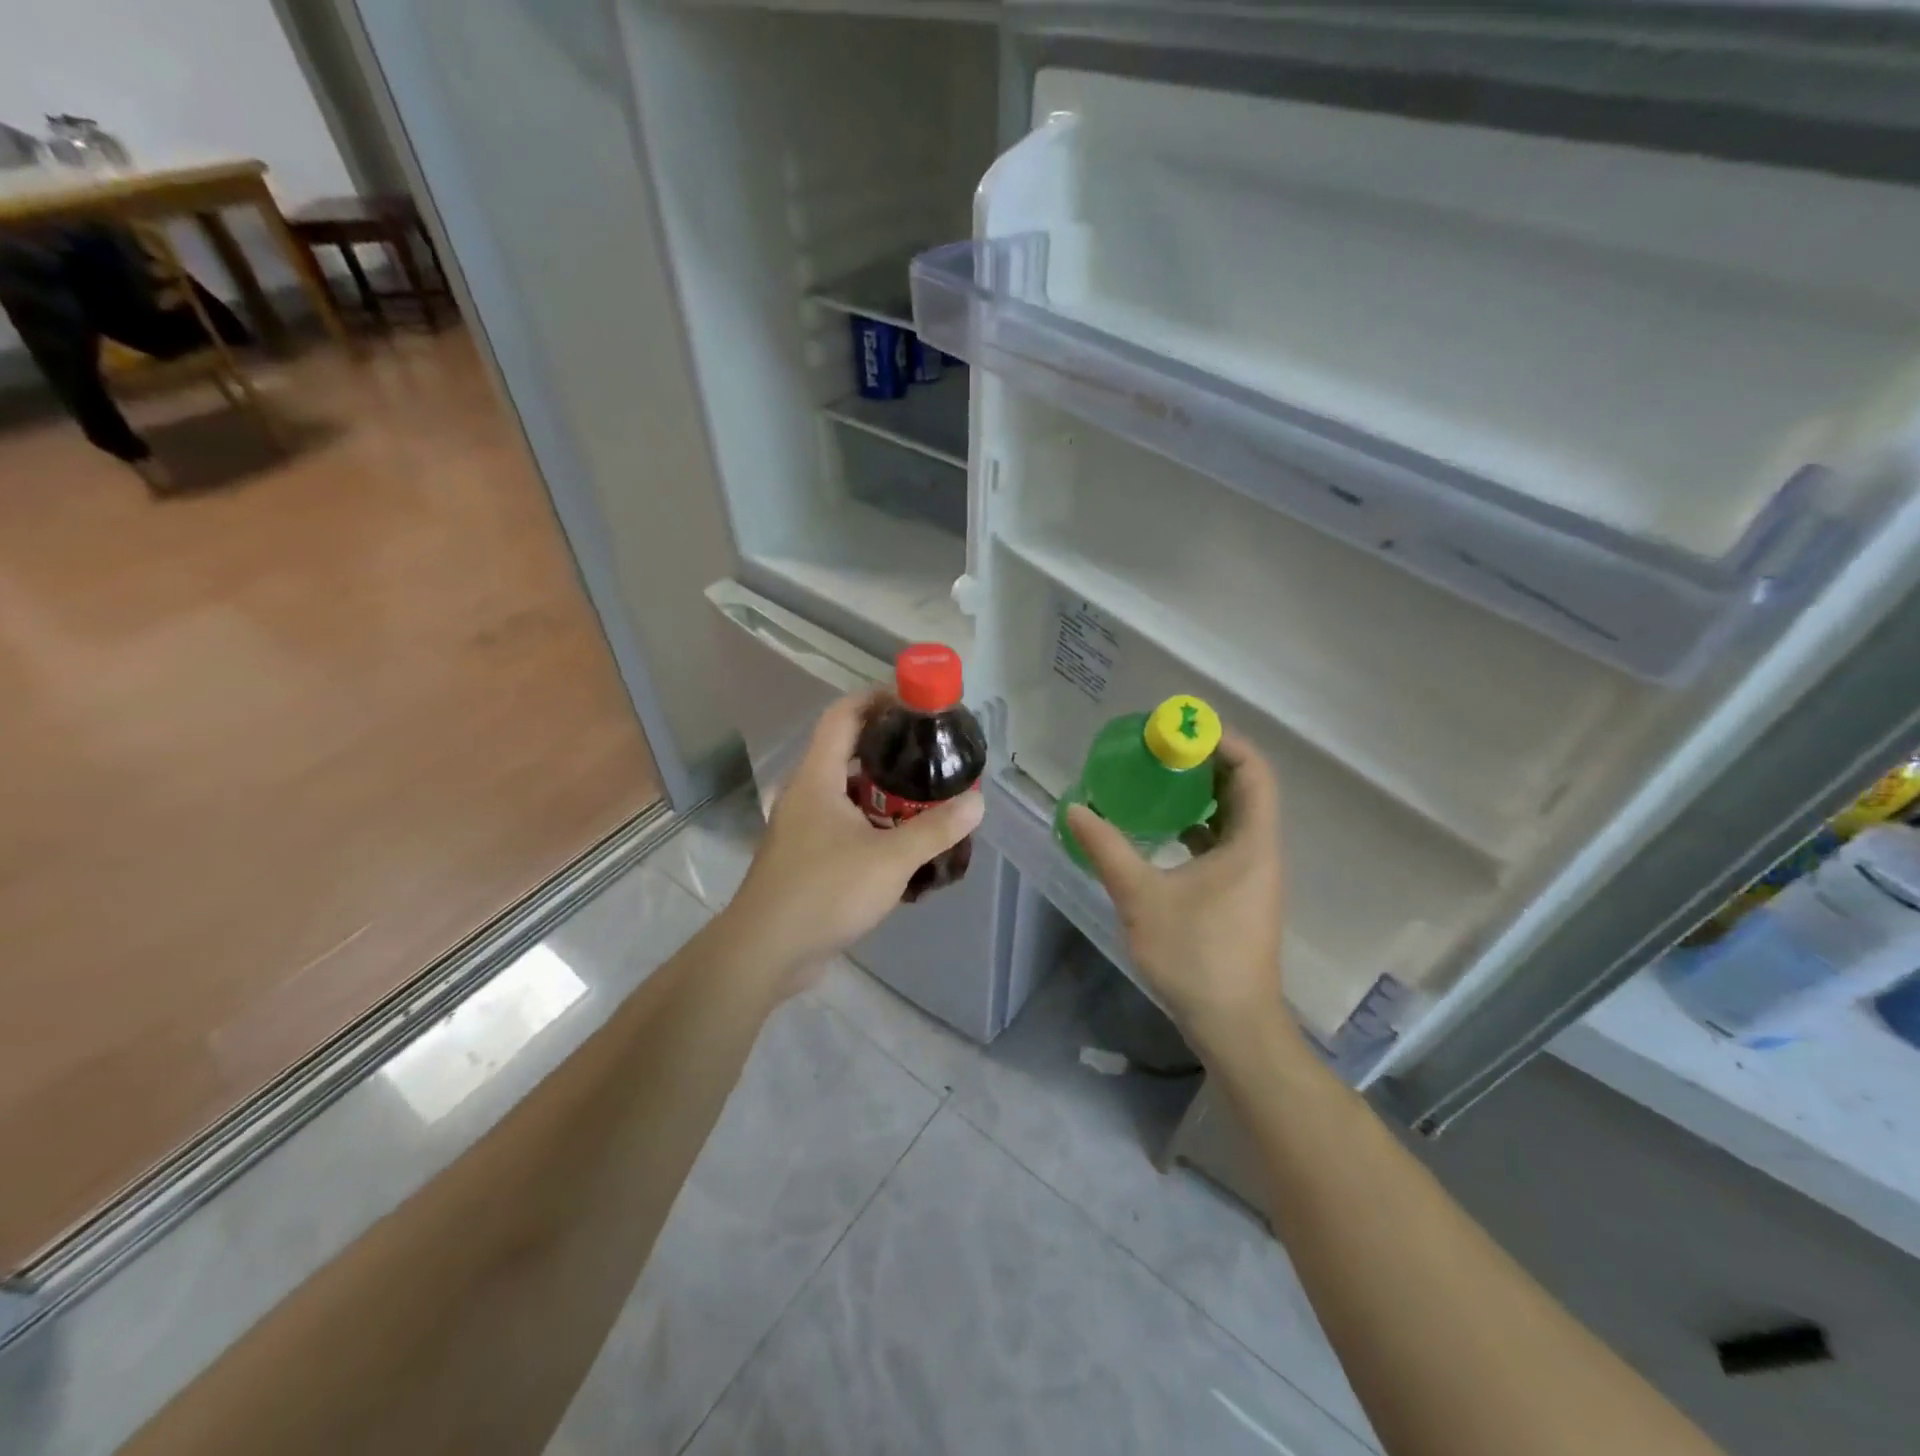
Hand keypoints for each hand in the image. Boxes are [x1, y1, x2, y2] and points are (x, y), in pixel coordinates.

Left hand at [726, 690, 984, 989]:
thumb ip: (935, 829)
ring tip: (924, 797)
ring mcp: (801, 828)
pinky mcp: (804, 858)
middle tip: (930, 753)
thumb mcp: (890, 859)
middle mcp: (805, 794)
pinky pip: (842, 825)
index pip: (842, 715)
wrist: (766, 951)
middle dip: (887, 747)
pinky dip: (871, 823)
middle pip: (845, 752)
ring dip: (882, 791)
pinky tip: (900, 844)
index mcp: (817, 778)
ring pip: (845, 793)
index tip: (913, 701)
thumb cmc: (824, 891)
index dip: (875, 698)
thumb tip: (976, 802)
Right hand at [1065, 732, 1296, 1060]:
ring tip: (1159, 780)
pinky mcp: (1242, 894)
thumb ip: (1107, 849)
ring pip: (1236, 816)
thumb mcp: (1142, 897)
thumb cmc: (1196, 956)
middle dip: (1206, 762)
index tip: (1182, 729)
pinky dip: (1199, 825)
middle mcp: (1261, 851)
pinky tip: (1164, 831)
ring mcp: (1255, 875)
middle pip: (1245, 788)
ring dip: (1202, 793)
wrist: (1233, 1024)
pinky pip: (1226, 842)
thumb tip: (1076, 809)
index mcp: (1251, 843)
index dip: (1224, 741)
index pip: (1253, 771)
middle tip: (1162, 749)